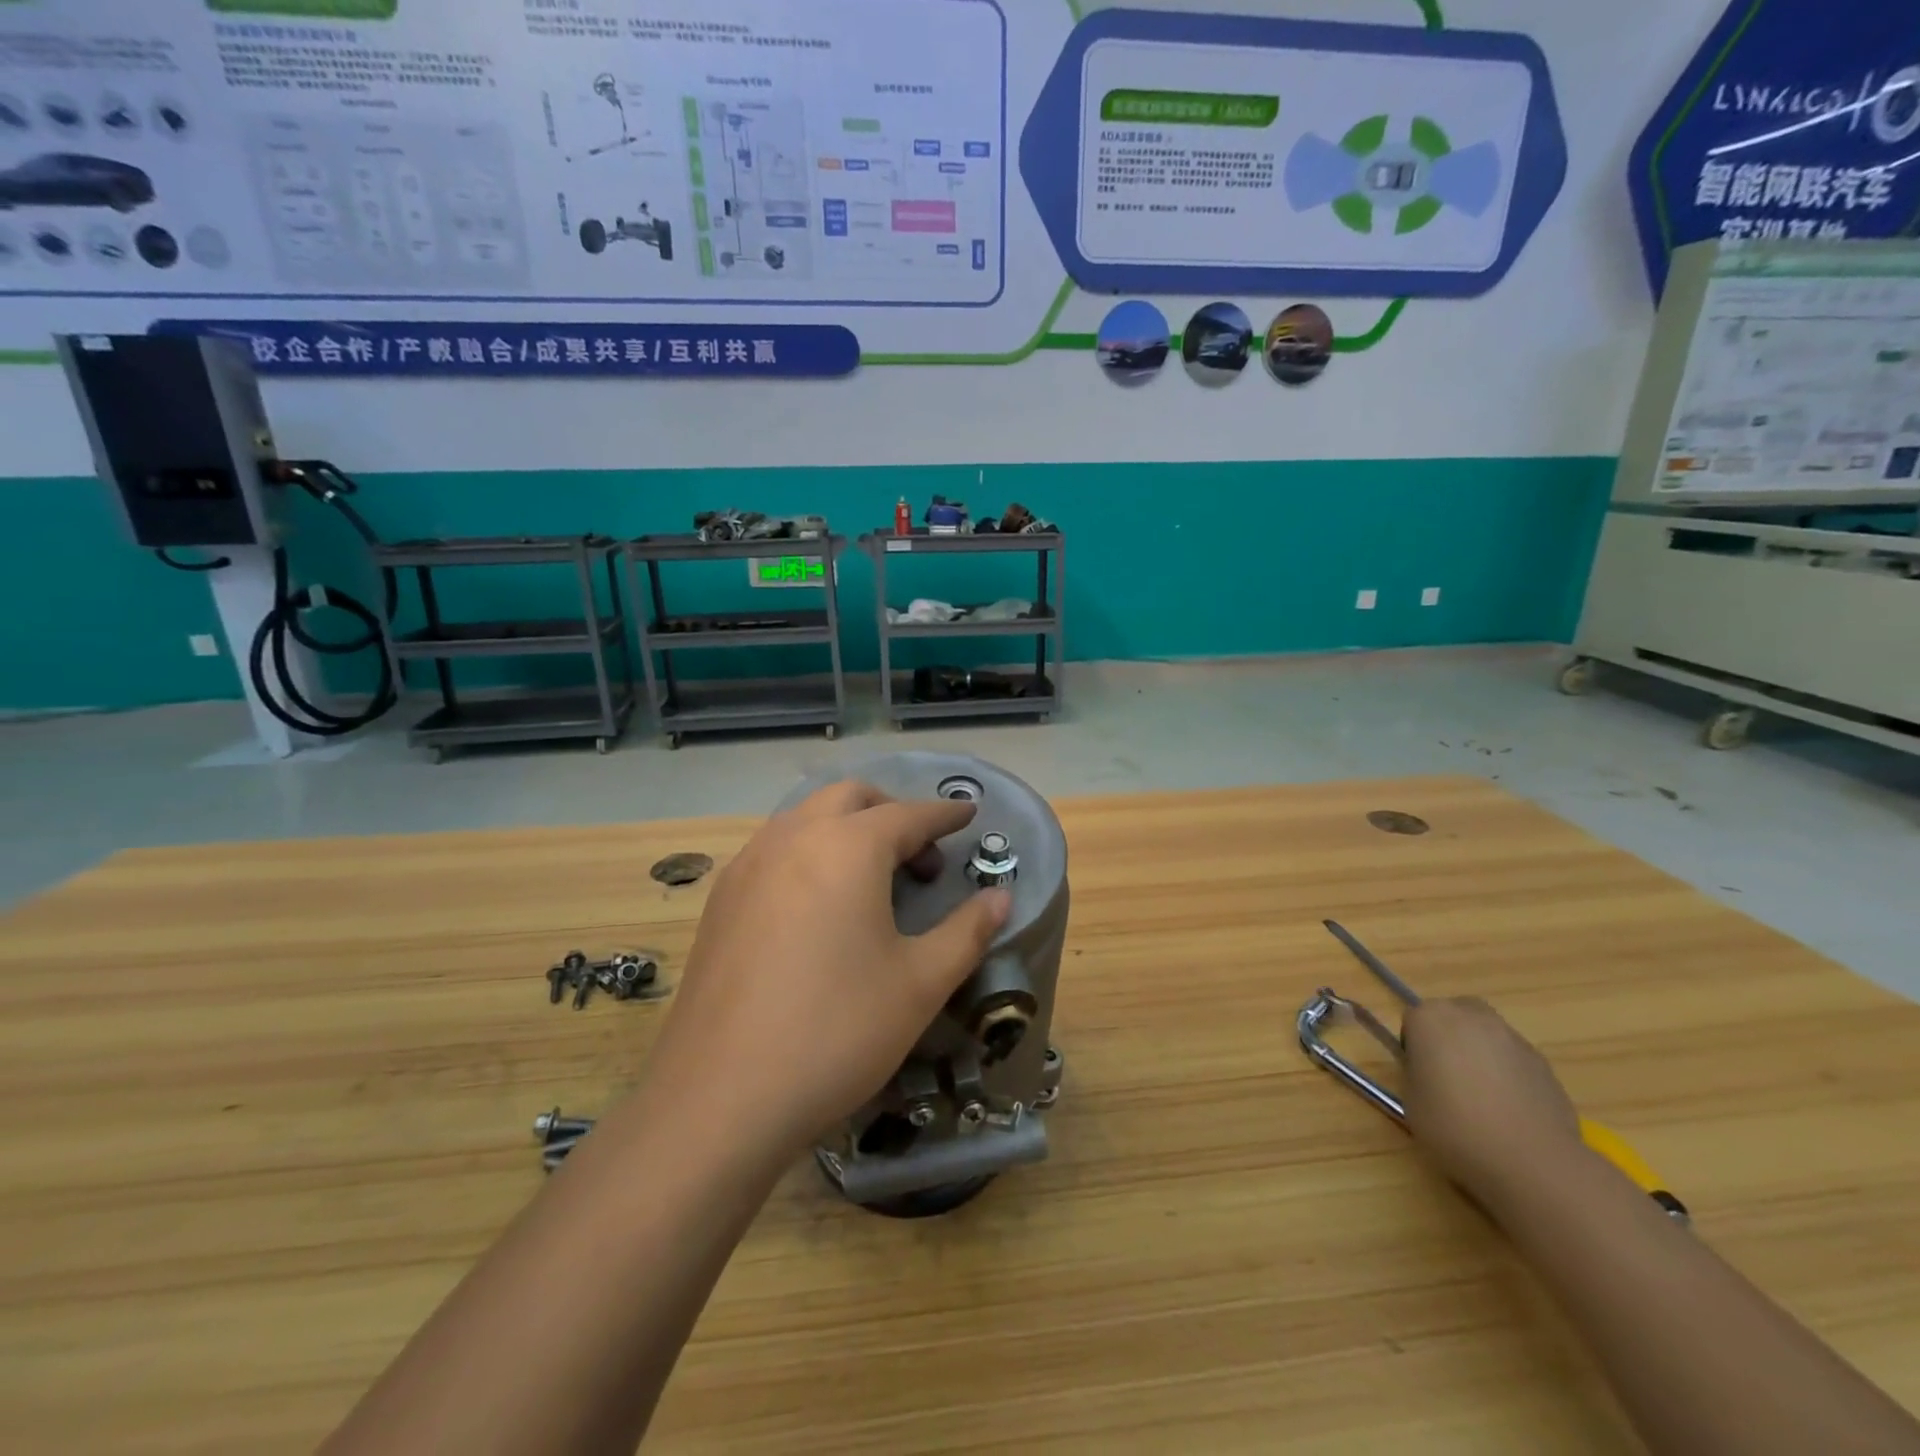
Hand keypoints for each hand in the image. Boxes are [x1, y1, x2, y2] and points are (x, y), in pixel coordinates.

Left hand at [643, 781, 1010, 1156]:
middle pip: (850, 798)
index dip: (944, 814)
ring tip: (870, 877)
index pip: (908, 814)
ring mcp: (748, 865)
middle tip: (920, 853)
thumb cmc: (836, 1031)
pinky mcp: (721, 899)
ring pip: (805, 817)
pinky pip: (774, 848)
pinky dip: (808, 851)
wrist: (720, 1097)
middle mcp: (793, 838)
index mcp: (847, 848)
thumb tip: (1000, 898)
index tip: (968, 814)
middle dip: (891, 810)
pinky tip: (817, 903)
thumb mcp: (920, 983)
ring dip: (845, 827)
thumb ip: (967, 931)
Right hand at [1402, 997, 1583, 1208]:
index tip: (1420, 1077)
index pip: (1414, 1021)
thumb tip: (1430, 1072)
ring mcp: (1512, 1038)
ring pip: (1487, 1035)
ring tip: (1484, 1098)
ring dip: (1481, 1054)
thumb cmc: (1455, 1127)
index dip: (1415, 1048)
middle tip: (1448, 1076)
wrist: (1531, 1161)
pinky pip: (1514, 1059)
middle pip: (1454, 1016)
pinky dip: (1509, 1074)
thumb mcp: (1411, 1101)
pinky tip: (1511, 1111)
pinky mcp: (1543, 1063)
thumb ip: (1416, 1073)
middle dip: (1449, 1037)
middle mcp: (1471, 1016)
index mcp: (1430, 1019)